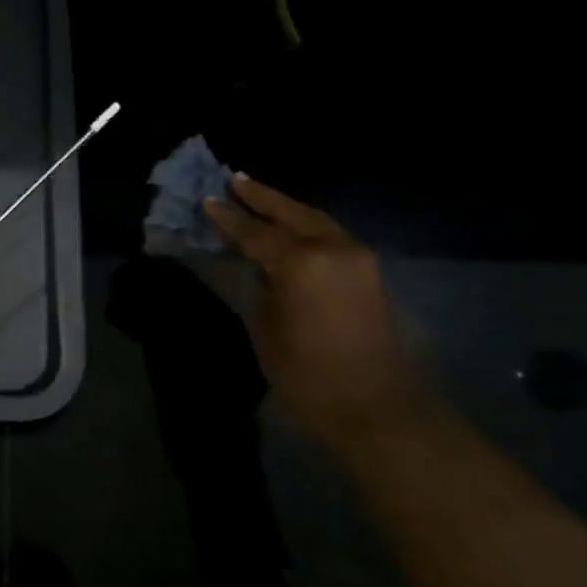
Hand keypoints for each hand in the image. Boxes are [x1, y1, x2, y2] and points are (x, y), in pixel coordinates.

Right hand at [204, 176, 435, 449]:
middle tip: (235, 179)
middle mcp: (333, 248)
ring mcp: (357, 257)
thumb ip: (247, 286)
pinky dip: (307, 226)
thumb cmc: (307, 375)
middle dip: (261, 196)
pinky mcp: (370, 271)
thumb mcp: (262, 330)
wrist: (377, 408)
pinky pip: (331, 235)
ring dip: (286, 209)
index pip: (255, 231)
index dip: (228, 218)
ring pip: (315, 220)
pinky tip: (290, 228)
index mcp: (300, 262)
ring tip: (258, 197)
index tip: (208, 199)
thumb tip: (232, 261)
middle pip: (291, 212)